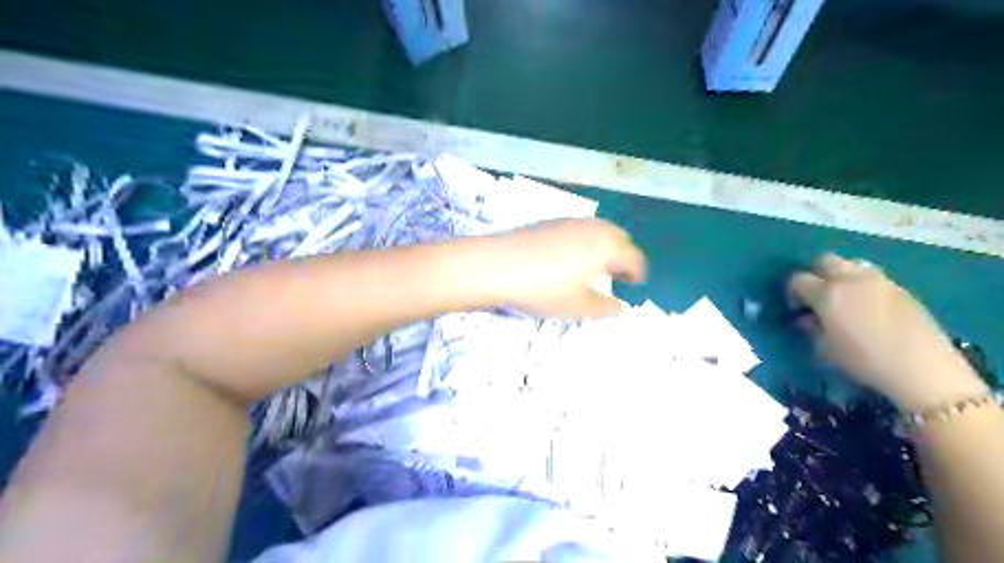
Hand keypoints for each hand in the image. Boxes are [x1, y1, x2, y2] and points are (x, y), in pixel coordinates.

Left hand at [476, 218, 642, 317]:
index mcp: (605, 247)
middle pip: (617, 237)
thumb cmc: (542, 289)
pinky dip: (584, 241)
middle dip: (622, 254)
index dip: (636, 271)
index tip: (634, 283)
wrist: (494, 265)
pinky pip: (577, 229)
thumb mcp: (576, 307)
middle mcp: (591, 228)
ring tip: (595, 266)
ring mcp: (567, 222)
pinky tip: (569, 258)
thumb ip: (603, 308)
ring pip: (597, 230)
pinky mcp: (547, 223)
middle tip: (618, 273)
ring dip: (603, 245)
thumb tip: (620, 308)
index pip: (632, 256)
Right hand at [789, 253, 985, 407]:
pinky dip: (863, 285)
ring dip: (841, 276)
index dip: (792, 292)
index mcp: (827, 293)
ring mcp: (879, 281)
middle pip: (824, 260)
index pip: (798, 279)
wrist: (922, 368)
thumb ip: (811, 328)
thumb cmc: (864, 361)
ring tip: (844, 298)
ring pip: (851, 264)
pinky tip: (867, 308)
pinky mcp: (901, 288)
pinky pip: (873, 277)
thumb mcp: (825, 349)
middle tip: (816, 296)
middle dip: (816, 274)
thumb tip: (807, 319)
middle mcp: (850, 279)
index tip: (797, 310)